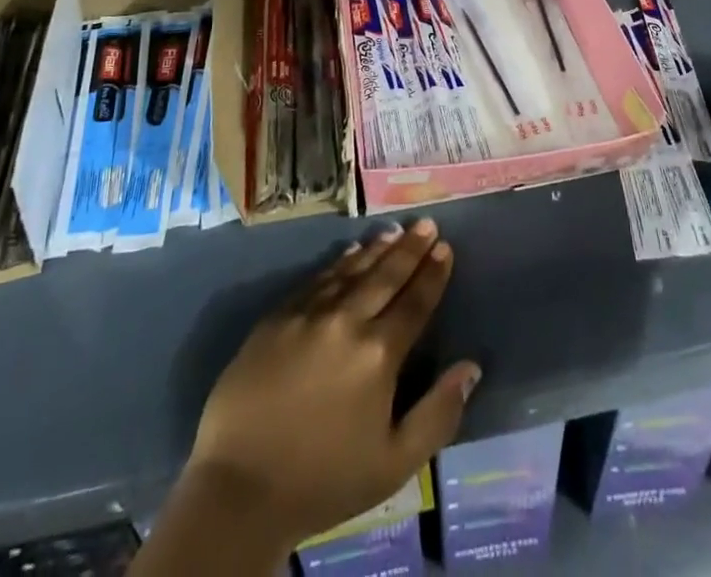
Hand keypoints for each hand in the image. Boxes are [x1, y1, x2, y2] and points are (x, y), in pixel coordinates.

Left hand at [185, 219, 480, 550]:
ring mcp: (308, 314)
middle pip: (385, 276)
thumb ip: (438, 414)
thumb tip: (471, 368)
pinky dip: (339, 263)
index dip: (432, 275)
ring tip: (395, 231)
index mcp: (378, 355)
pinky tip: (349, 252)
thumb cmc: (324, 480)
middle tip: (426, 224)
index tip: (445, 248)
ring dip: (377, 249)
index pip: (414, 303)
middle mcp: (346, 321)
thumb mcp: (394, 464)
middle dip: (410, 248)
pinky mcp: (277, 316)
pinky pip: (316, 279)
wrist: (239, 487)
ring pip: (351, 270)